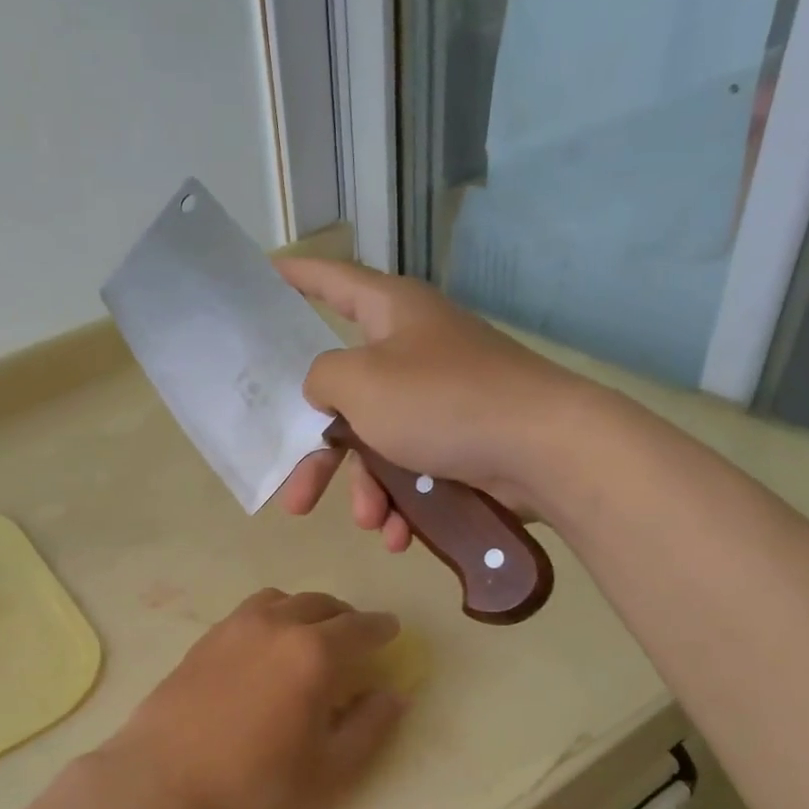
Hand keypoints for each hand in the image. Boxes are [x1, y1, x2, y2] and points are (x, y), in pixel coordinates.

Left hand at [102, 590, 406, 808]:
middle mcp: (277, 625)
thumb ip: (369, 727)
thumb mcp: (329, 769)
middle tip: (354, 637)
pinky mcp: (205, 638)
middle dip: (345, 617)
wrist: (164, 782)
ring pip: (282, 601)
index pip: (360, 628)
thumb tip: (393, 695)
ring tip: (310, 636)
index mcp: (314, 653)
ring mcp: (235, 627)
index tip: (391, 631)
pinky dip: (272, 617)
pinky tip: (266, 647)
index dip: (381, 629)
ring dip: (306, 611)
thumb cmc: (255, 783)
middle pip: (321, 605)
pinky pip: (250, 612)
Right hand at [276, 258, 569, 552]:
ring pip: (379, 445)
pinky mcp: (461, 439)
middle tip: (296, 500)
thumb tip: (325, 388)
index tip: (266, 274)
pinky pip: (414, 469)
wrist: (541, 448)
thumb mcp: (361, 383)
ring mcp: (439, 397)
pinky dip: (404, 502)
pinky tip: (401, 534)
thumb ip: (323, 378)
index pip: (333, 282)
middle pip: (346, 398)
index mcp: (391, 314)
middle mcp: (413, 349)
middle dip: (320, 458)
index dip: (297, 276)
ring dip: (368, 490)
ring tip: (372, 523)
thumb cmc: (441, 401)